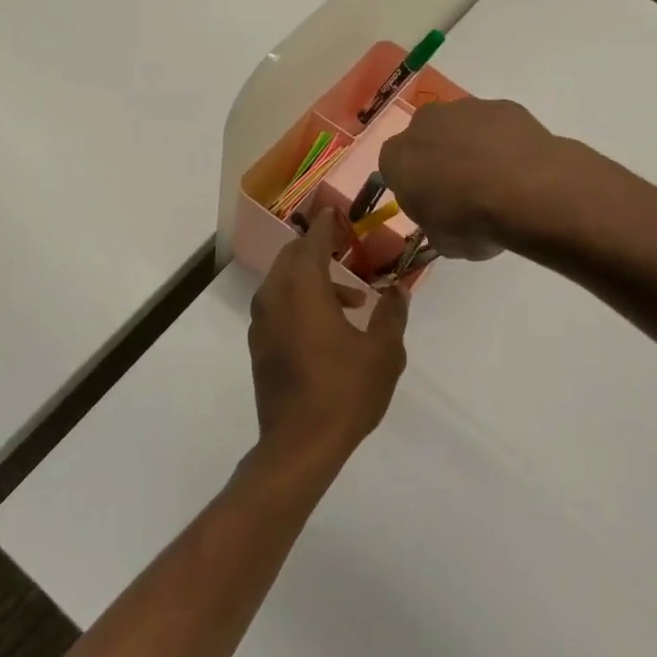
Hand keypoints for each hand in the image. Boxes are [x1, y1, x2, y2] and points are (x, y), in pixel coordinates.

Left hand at [248, 210, 409, 472]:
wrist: (298, 444)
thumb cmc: (344, 392)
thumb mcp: (383, 353)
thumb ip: (391, 315)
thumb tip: (397, 291)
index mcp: (303, 289)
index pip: (313, 242)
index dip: (326, 225)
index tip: (337, 212)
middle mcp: (275, 297)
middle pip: (292, 257)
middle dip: (318, 250)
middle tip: (348, 253)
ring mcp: (262, 322)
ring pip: (283, 282)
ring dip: (312, 279)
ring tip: (351, 303)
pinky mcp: (259, 346)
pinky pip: (277, 305)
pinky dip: (299, 300)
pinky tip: (327, 327)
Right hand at [378, 97, 566, 259]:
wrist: (529, 192)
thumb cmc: (473, 221)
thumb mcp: (443, 241)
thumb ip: (434, 224)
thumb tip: (445, 222)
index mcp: (398, 157)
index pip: (393, 167)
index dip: (411, 185)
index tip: (429, 203)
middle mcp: (424, 123)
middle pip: (424, 138)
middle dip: (437, 157)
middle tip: (461, 187)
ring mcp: (464, 108)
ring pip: (460, 126)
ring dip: (470, 145)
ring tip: (496, 177)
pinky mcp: (502, 105)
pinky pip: (495, 124)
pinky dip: (502, 140)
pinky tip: (519, 164)